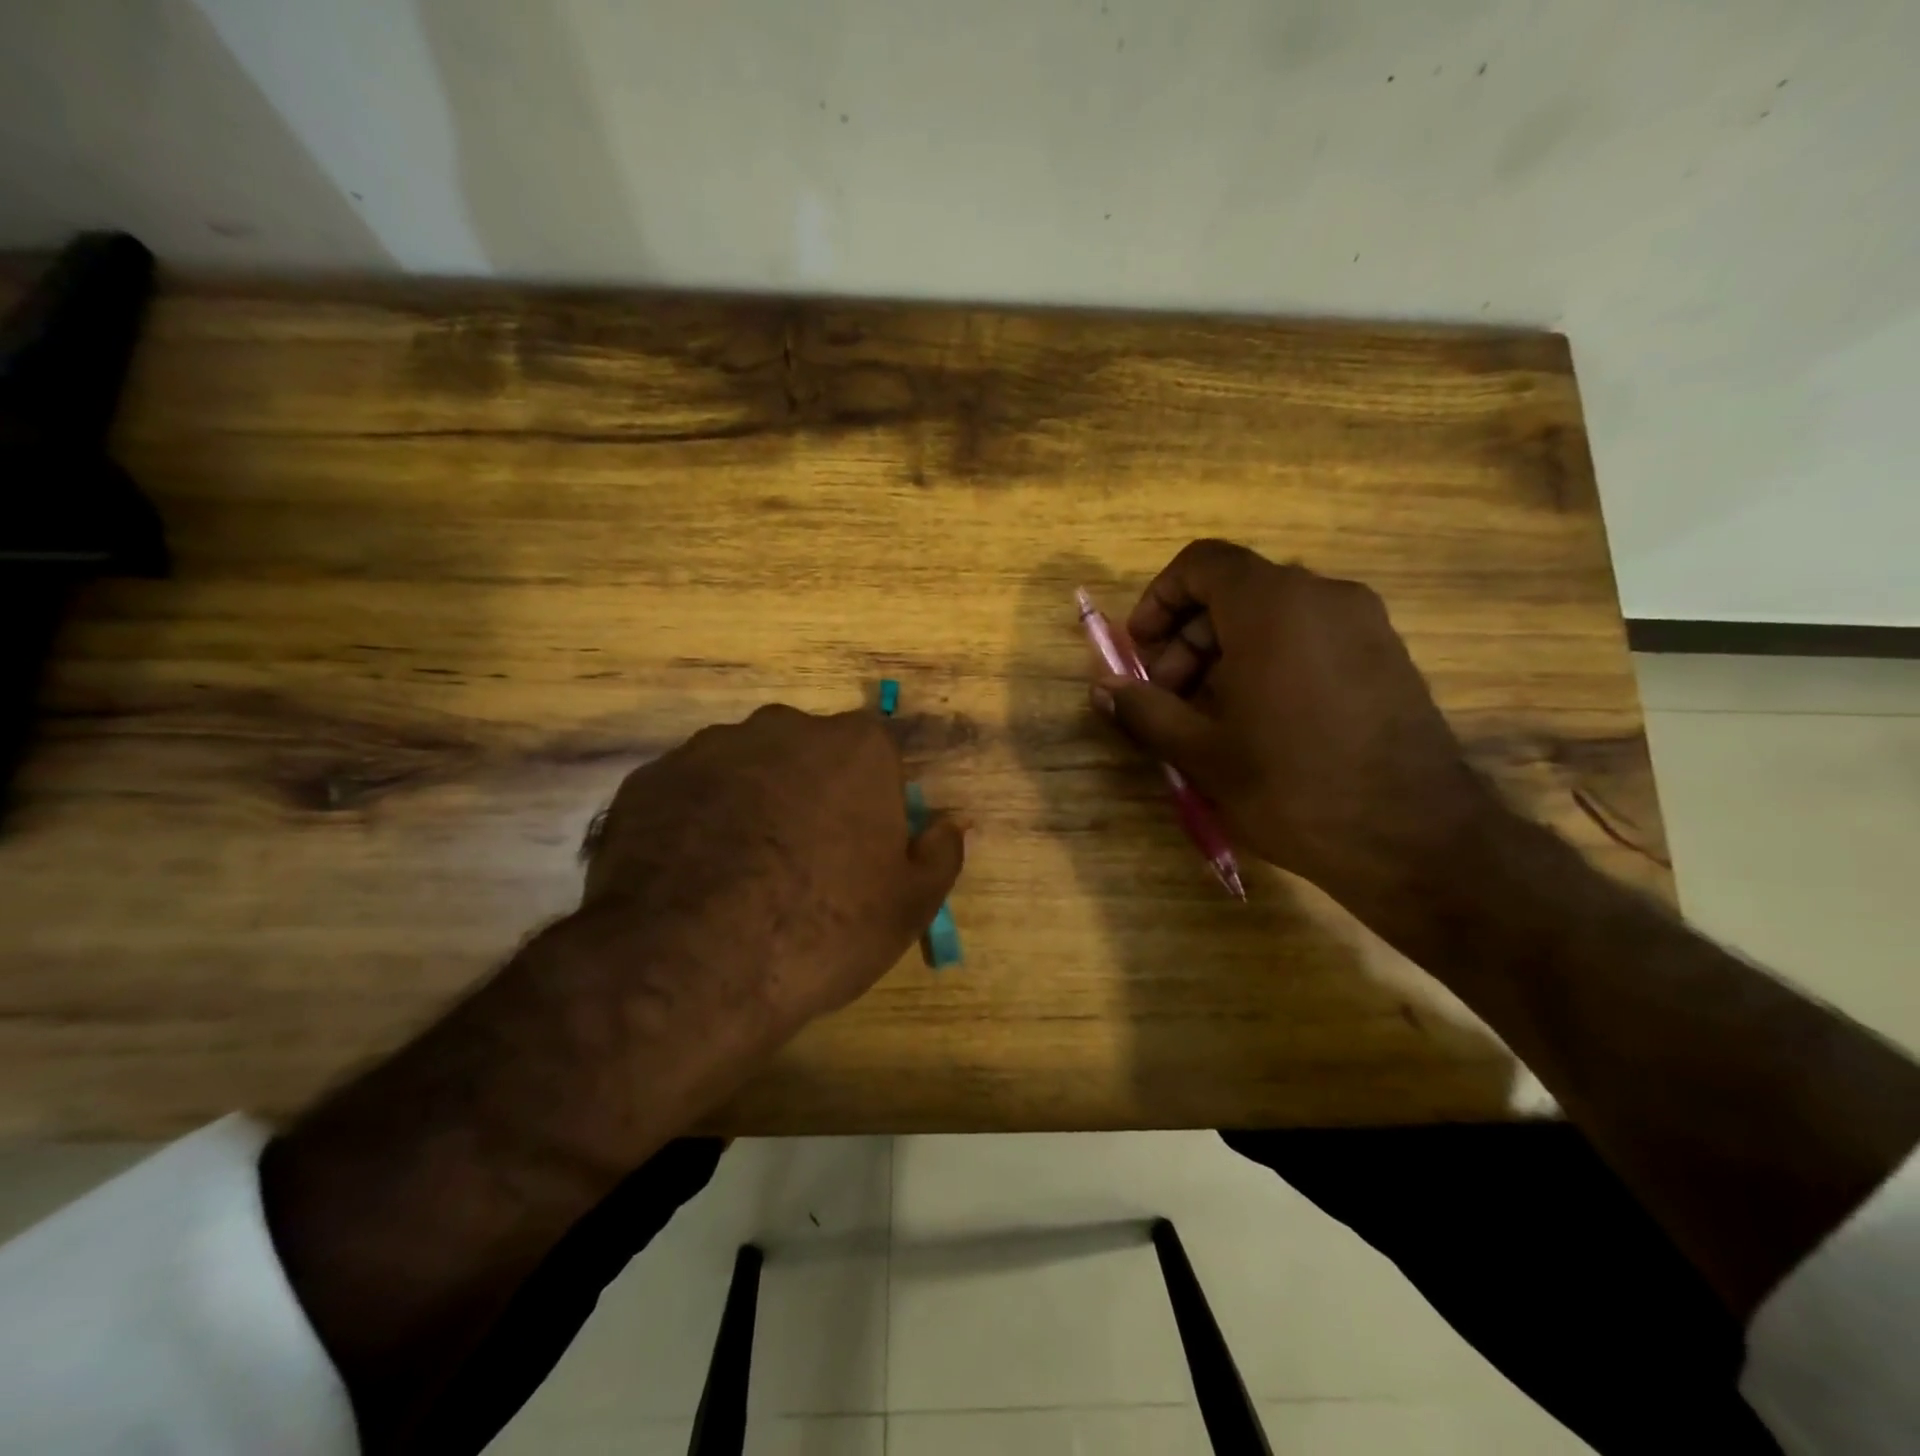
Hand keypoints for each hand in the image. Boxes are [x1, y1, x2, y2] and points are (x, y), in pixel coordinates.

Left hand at [574, 703, 964, 1039]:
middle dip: (810, 794)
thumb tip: (955, 820)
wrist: (692, 963)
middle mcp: (782, 728)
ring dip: (751, 804)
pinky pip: (689, 793)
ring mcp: (708, 748)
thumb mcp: (909, 904)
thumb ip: (942, 851)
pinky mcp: (649, 779)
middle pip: (808, 755)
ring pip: (745, 769)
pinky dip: (696, 821)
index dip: (871, 803)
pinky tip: (691, 875)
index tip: (859, 849)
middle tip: (801, 862)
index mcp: (855, 747)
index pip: (877, 758)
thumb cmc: (823, 927)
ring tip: (738, 874)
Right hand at [1094, 539, 1492, 913]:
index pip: (1202, 563)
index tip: (1140, 651)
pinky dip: (1269, 661)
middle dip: (1187, 638)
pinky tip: (1260, 722)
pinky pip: (1310, 637)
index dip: (1159, 599)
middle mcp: (1323, 596)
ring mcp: (1363, 624)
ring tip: (1209, 718)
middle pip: (1235, 591)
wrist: (1416, 840)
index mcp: (1273, 606)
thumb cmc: (1294, 787)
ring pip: (1273, 615)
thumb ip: (1145, 710)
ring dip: (1225, 653)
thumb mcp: (1203, 753)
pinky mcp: (1386, 656)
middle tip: (1168, 699)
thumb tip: (1101, 688)